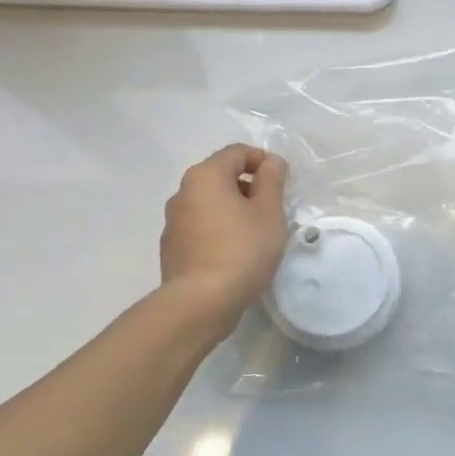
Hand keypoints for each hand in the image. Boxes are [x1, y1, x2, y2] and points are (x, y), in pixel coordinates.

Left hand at [160, 145, 290, 327]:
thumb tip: (271, 162)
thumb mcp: (269, 212)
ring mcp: (173, 221)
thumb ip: (272, 180)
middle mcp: (183, 192)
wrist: (200, 303)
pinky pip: (201, 226)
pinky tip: (234, 252)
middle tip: (272, 210)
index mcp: (205, 176)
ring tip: (255, 233)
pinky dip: (219, 229)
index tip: (282, 183)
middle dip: (249, 186)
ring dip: (233, 208)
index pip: (237, 152)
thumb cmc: (242, 249)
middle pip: (221, 175)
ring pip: (210, 202)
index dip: (263, 161)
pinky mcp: (172, 247)